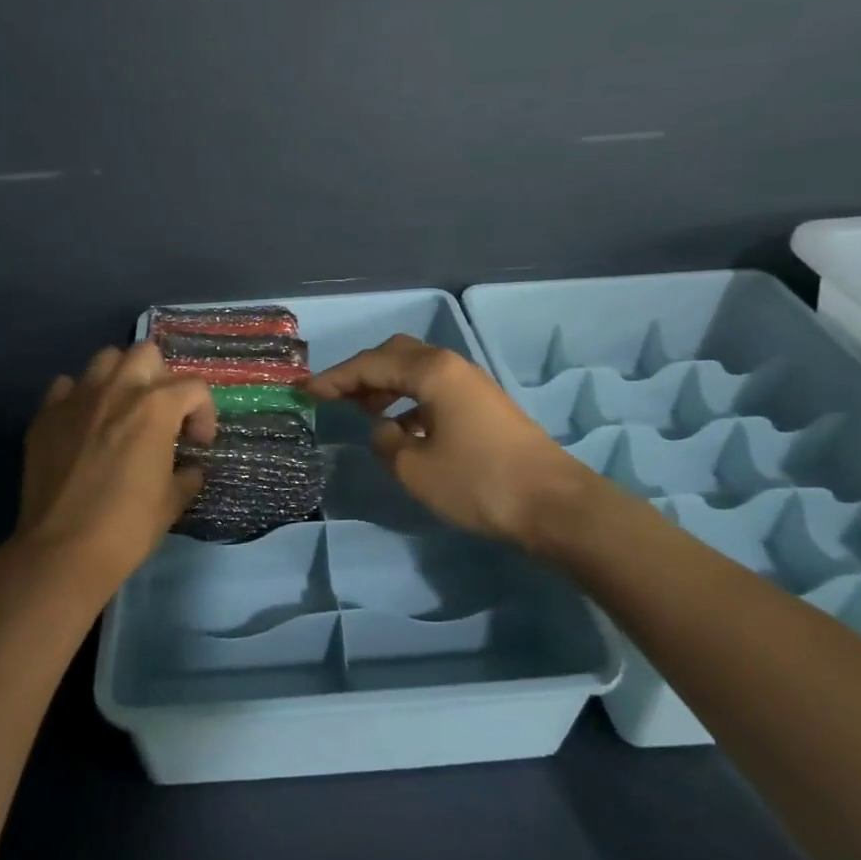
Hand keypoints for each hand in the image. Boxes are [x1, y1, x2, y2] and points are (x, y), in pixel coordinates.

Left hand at [14, 341, 217, 597]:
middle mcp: (117, 390)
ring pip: (105, 359)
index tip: (198, 443)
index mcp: (156, 407)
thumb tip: (189, 469)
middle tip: (161, 414)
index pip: (194, 387)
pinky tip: (84, 424)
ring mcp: (77, 398)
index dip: (204, 413)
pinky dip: (80, 397)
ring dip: (121, 377)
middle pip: (146, 353)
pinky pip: (67, 386)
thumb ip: (186, 476)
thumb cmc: (127, 528)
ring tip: (123, 409)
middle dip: (161, 378)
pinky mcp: (46, 415)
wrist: (61, 551)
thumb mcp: (171, 504)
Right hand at [308, 334, 598, 547]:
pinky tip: (402, 428)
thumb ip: (385, 442)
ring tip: (363, 411)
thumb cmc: (478, 482)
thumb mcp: (415, 469)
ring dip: (386, 386)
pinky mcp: (483, 405)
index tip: (306, 391)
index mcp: (431, 371)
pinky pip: (434, 389)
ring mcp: (471, 384)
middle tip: (335, 396)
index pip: (370, 364)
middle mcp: (451, 366)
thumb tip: (382, 428)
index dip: (334, 378)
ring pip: (416, 371)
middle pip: (395, 354)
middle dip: (361, 373)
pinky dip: (409, 400)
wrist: (554, 505)